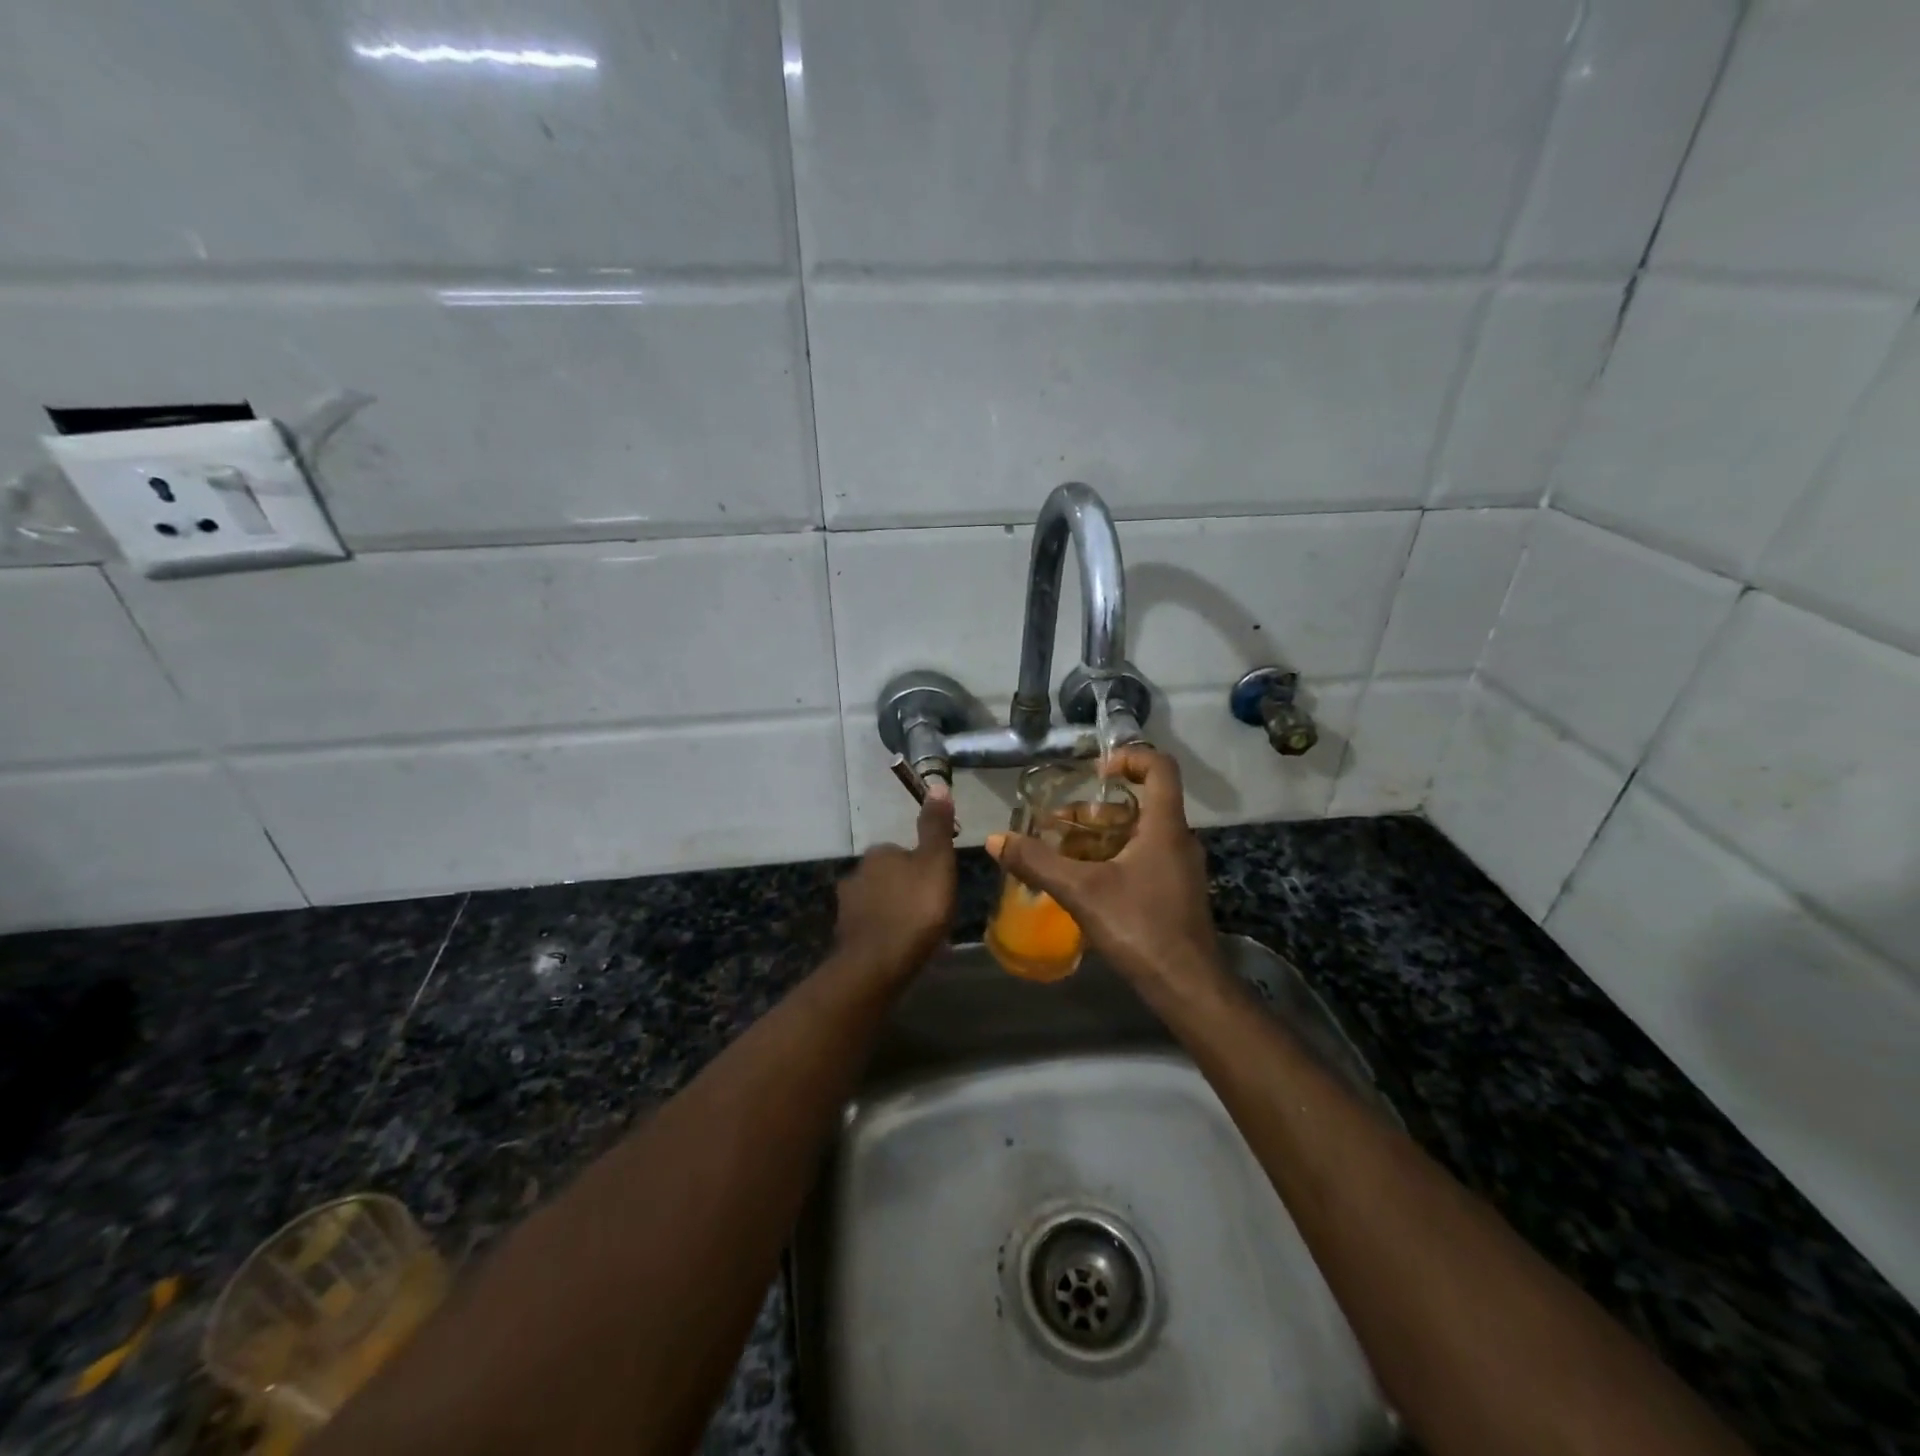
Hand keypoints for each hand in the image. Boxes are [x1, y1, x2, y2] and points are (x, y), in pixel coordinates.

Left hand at [832, 786, 956, 976]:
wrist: (877, 965)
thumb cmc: (915, 909)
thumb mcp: (936, 863)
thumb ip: (936, 827)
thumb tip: (937, 786)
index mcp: (879, 853)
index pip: (902, 851)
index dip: (922, 867)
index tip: (938, 886)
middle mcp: (856, 873)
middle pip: (889, 876)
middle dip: (906, 889)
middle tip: (930, 911)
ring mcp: (847, 906)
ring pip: (878, 902)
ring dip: (894, 911)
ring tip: (918, 933)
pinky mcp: (845, 936)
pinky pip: (871, 927)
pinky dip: (884, 933)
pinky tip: (899, 948)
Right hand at [988, 748, 1220, 995]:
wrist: (1187, 986)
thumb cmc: (1141, 927)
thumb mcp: (1081, 891)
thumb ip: (1037, 863)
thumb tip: (995, 840)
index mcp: (1165, 826)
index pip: (1160, 768)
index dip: (1129, 757)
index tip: (1095, 772)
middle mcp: (1177, 839)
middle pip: (1140, 804)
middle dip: (1096, 809)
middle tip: (1059, 823)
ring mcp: (1178, 868)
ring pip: (1138, 835)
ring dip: (1100, 836)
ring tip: (1061, 852)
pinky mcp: (1174, 892)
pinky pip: (1141, 859)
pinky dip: (1111, 859)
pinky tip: (1081, 881)